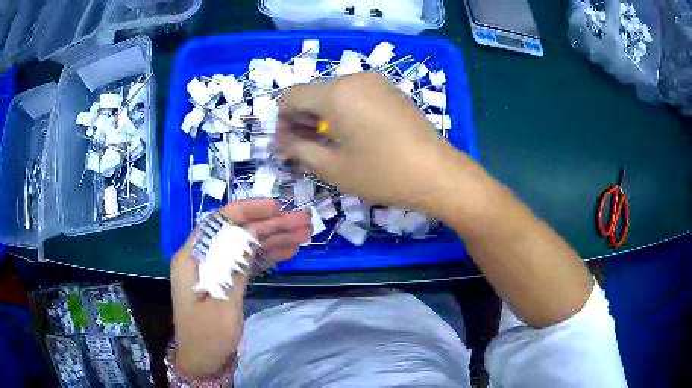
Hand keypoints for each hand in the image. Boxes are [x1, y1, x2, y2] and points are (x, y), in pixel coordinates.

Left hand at [170, 199, 310, 376]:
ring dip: (274, 238)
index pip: (220, 222)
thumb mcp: (222, 304)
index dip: (248, 211)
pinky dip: (268, 256)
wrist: (202, 361)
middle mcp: (203, 257)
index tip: (276, 207)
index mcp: (193, 257)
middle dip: (270, 225)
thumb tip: (251, 235)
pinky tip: (289, 251)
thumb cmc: (207, 336)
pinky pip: (248, 262)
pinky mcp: (226, 281)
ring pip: (246, 246)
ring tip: (304, 233)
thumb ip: (234, 267)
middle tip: (303, 220)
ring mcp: (216, 269)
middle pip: (238, 233)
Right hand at [276, 73, 483, 216]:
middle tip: (305, 147)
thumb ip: (299, 150)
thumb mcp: (333, 167)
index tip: (286, 145)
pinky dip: (345, 110)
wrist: (437, 173)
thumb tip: (281, 142)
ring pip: (335, 93)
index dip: (282, 120)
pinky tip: (353, 133)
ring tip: (328, 142)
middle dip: (302, 119)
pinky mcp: (391, 90)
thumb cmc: (382, 173)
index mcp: (336, 94)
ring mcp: (376, 82)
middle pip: (314, 93)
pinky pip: (356, 94)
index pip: (292, 97)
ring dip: (323, 115)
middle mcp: (354, 78)